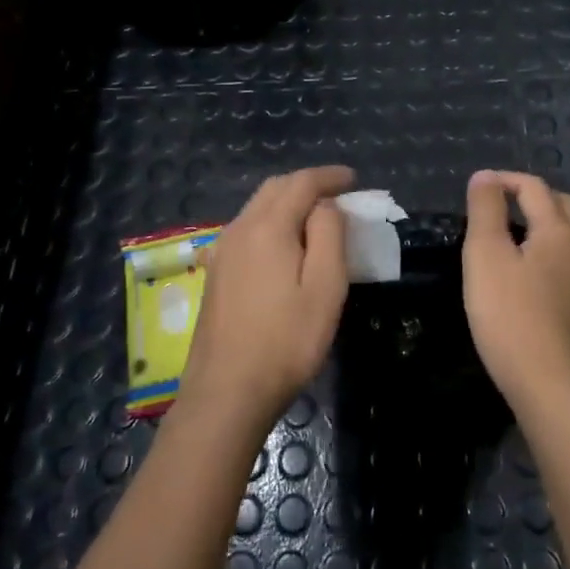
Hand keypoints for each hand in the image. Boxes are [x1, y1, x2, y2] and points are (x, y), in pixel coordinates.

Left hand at [180, 166, 354, 430]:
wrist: (226, 392)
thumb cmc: (285, 341)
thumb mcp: (325, 288)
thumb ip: (329, 235)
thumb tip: (326, 205)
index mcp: (267, 227)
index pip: (301, 183)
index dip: (329, 176)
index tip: (354, 179)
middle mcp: (239, 228)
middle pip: (274, 188)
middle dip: (307, 184)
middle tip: (338, 195)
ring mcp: (221, 251)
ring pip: (257, 207)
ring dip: (288, 201)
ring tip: (316, 218)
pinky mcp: (215, 273)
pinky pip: (246, 228)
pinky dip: (271, 221)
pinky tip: (283, 244)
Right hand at [463, 170, 569, 412]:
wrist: (553, 387)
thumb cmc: (511, 317)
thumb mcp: (485, 256)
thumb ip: (485, 210)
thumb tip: (485, 176)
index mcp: (559, 230)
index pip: (534, 188)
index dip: (505, 180)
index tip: (479, 188)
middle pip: (566, 207)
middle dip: (537, 198)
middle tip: (505, 208)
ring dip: (557, 229)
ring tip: (530, 240)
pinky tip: (560, 281)